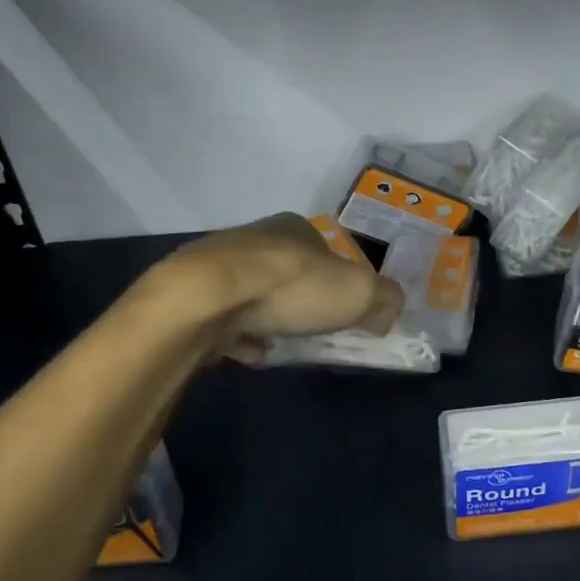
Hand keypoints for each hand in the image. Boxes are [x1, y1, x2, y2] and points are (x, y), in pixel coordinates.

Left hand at [150, 212, 404, 360]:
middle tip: (314, 332)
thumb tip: (387, 312)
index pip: (327, 251)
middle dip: (303, 303)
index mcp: (296, 227)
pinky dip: (239, 336)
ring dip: (270, 321)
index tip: (345, 312)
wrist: (206, 299)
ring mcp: (219, 264)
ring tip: (280, 346)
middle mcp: (256, 237)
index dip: (340, 282)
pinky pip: (225, 318)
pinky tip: (248, 352)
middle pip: (289, 273)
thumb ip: (384, 299)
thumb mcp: (358, 293)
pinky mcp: (192, 294)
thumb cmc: (290, 287)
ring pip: (255, 295)